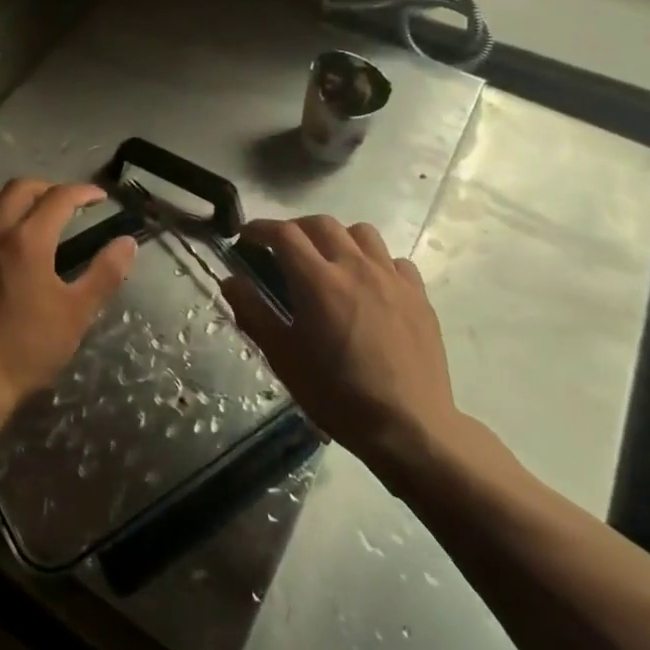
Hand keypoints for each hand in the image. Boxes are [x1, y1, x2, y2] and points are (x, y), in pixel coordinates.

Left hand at [0, 179, 138, 418]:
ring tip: (30, 213)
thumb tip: (126, 242)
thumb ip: (105, 273)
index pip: (59, 198)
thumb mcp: (76, 314)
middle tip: (67, 204)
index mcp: (28, 240)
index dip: (83, 192)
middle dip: (49, 189)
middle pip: (22, 188)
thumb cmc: (26, 350)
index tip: (99, 198)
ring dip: (15, 198)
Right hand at [220, 215, 462, 487]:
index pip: (283, 233)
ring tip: (329, 258)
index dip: (260, 229)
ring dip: (338, 237)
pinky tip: (370, 284)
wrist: (408, 427)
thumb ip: (253, 312)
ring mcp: (391, 278)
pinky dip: (376, 261)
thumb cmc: (337, 394)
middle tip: (283, 248)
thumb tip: (230, 280)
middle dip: (295, 228)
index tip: (246, 237)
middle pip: (321, 223)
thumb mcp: (283, 357)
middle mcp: (355, 267)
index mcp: (318, 280)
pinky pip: (394, 260)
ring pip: (362, 233)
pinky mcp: (418, 294)